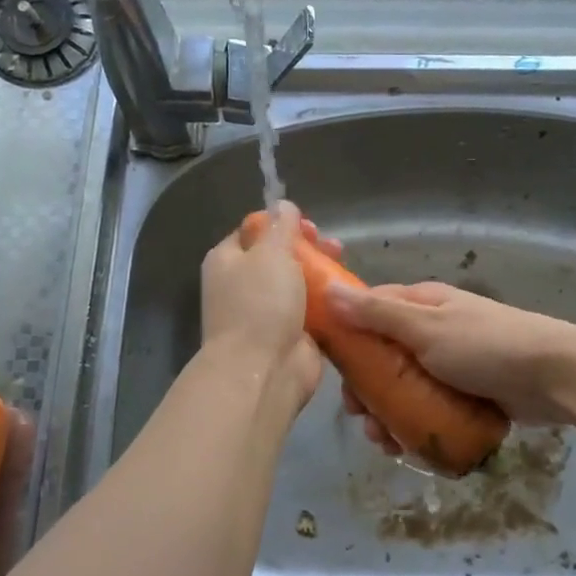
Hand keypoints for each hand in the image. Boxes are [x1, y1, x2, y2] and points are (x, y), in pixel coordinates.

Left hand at [199, 203, 327, 413]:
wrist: (263, 370)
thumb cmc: (260, 304)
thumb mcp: (270, 253)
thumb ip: (280, 226)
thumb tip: (282, 205)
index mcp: (227, 261)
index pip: (252, 231)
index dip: (280, 223)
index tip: (308, 225)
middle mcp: (242, 285)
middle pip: (278, 257)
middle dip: (308, 248)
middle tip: (332, 246)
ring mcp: (266, 313)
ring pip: (298, 284)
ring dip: (321, 274)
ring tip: (344, 267)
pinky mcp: (290, 336)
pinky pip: (311, 312)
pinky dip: (328, 304)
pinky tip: (347, 295)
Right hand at [326, 282, 575, 448]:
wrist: (557, 377)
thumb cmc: (487, 346)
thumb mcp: (426, 327)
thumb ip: (378, 313)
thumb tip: (328, 292)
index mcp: (423, 304)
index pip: (371, 312)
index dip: (348, 338)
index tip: (333, 369)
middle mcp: (434, 330)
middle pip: (384, 358)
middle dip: (366, 389)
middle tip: (360, 416)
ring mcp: (452, 364)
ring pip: (405, 388)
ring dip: (388, 414)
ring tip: (384, 441)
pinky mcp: (468, 394)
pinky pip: (430, 409)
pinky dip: (415, 426)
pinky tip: (407, 447)